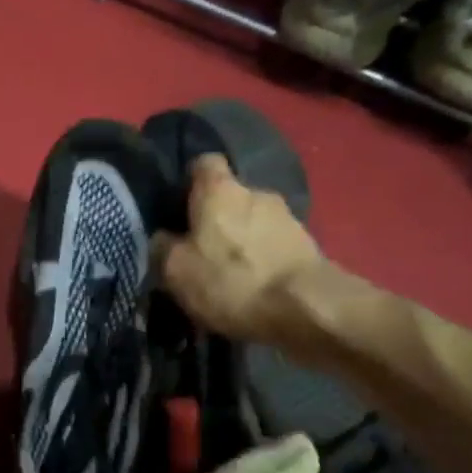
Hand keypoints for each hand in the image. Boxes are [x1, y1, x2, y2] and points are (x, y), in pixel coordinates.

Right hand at [155, 155, 328, 343]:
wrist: (309, 309)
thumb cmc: (232, 280)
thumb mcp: (176, 270)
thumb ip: (162, 247)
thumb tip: (162, 238)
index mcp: (220, 188)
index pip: (203, 163)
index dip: (188, 182)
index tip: (177, 207)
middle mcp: (256, 191)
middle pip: (229, 197)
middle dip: (215, 219)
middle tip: (198, 250)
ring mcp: (287, 218)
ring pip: (253, 223)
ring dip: (241, 242)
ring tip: (227, 276)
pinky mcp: (308, 246)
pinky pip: (273, 247)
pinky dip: (262, 261)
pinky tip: (252, 289)